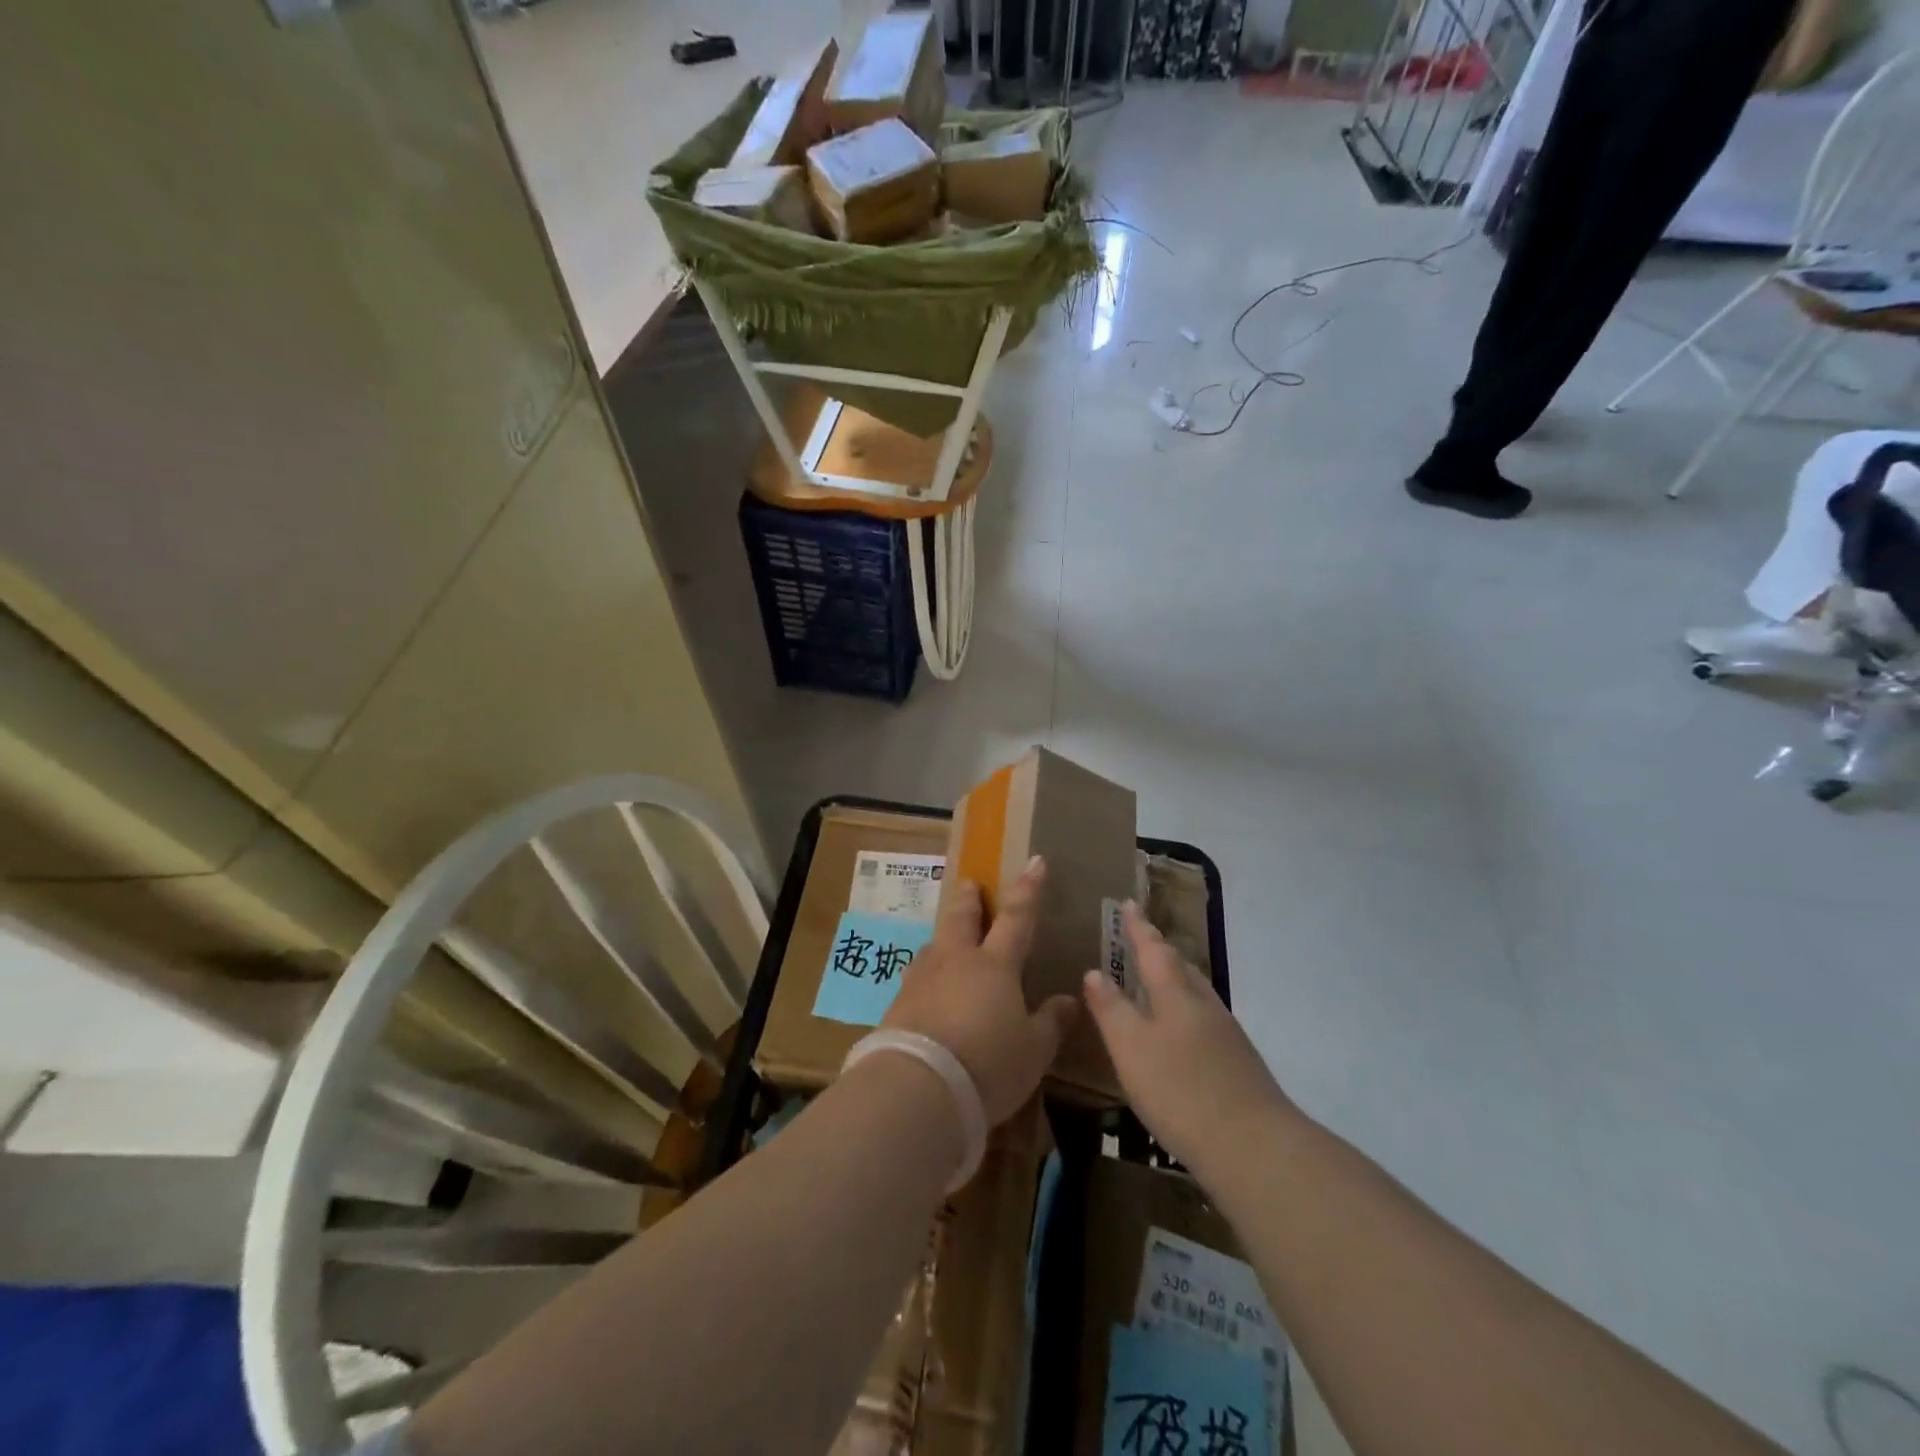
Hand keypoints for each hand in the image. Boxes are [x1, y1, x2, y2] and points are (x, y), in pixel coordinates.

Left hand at [882, 857, 1077, 1125]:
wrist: (917, 1086)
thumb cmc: (988, 1064)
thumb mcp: (1033, 1051)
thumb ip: (1050, 1022)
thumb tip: (1068, 999)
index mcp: (995, 965)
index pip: (1017, 918)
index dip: (1028, 889)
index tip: (1034, 861)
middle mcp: (956, 961)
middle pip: (961, 918)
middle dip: (968, 898)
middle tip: (970, 884)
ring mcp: (922, 979)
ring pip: (934, 945)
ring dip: (943, 936)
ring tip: (947, 937)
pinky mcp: (897, 1004)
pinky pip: (916, 978)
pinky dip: (927, 975)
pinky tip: (927, 988)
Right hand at [1082, 903, 1289, 1175]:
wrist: (1254, 1147)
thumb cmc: (1180, 1090)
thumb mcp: (1131, 1048)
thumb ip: (1111, 1009)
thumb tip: (1095, 972)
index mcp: (1176, 994)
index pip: (1154, 949)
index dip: (1138, 927)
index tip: (1128, 904)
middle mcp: (1204, 1005)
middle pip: (1181, 967)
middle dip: (1159, 951)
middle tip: (1140, 940)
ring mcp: (1227, 1035)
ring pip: (1196, 993)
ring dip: (1175, 980)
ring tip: (1156, 982)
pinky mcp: (1238, 1063)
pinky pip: (1204, 1020)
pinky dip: (1185, 1012)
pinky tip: (1180, 1034)